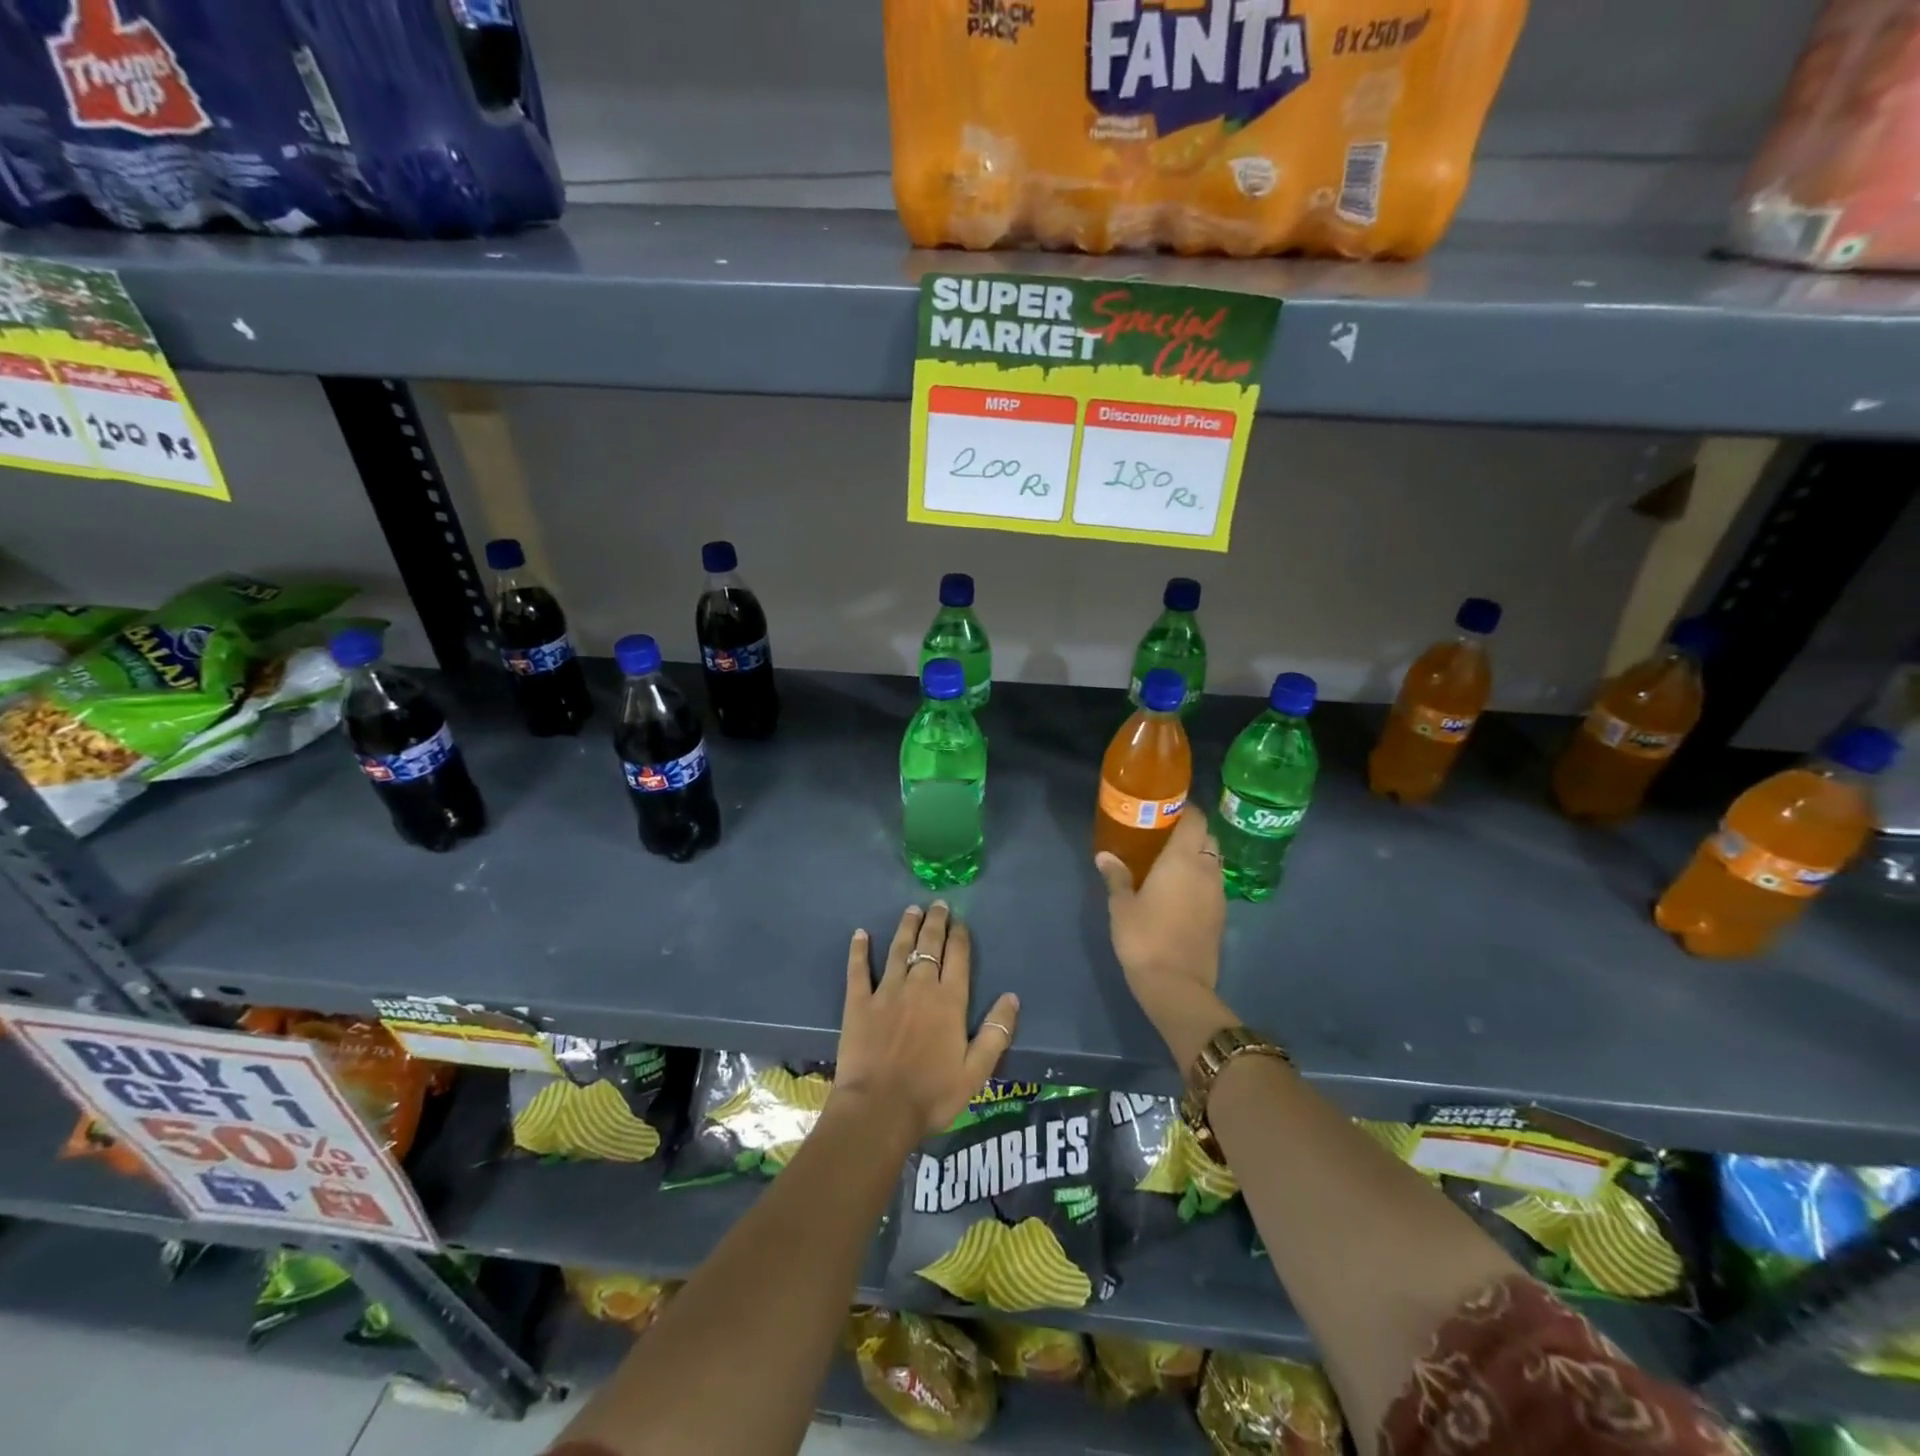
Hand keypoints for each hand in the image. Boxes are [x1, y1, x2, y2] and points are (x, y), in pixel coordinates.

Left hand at [834, 902, 1020, 1141]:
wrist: (879, 1110)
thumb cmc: (932, 1094)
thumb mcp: (976, 1071)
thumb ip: (996, 1033)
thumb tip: (1012, 997)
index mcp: (949, 1001)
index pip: (957, 957)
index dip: (959, 936)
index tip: (960, 920)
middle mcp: (920, 986)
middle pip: (929, 946)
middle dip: (935, 922)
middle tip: (937, 904)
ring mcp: (887, 992)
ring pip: (898, 949)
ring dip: (906, 928)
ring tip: (911, 910)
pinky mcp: (859, 1003)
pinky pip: (859, 970)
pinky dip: (859, 950)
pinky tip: (860, 934)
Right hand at [1096, 809, 1232, 1066]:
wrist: (1177, 986)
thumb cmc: (1144, 938)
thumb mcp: (1122, 906)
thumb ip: (1116, 876)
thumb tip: (1105, 856)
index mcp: (1183, 859)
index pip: (1196, 819)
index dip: (1184, 810)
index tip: (1165, 809)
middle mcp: (1207, 870)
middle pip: (1208, 838)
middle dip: (1191, 832)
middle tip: (1163, 836)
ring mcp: (1218, 894)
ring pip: (1214, 862)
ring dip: (1198, 856)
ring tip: (1171, 862)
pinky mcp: (1221, 916)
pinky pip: (1213, 884)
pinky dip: (1201, 879)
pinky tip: (1180, 891)